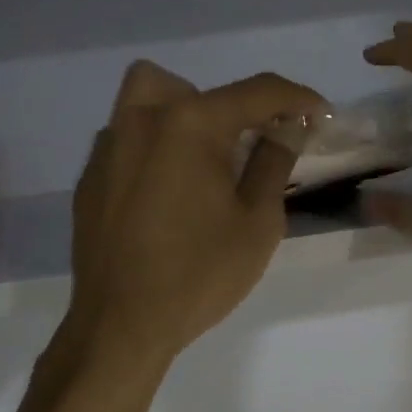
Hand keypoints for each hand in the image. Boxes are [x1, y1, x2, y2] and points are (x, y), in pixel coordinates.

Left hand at [61, 60, 323, 370]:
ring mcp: (108, 147)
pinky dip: (154, 148)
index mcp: (190, 124)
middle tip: (246, 148)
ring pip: (145, 100)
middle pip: (190, 86)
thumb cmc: (198, 275)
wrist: (120, 326)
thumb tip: (287, 129)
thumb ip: (274, 163)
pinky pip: (126, 138)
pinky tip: (165, 195)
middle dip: (228, 106)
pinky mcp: (90, 176)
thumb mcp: (257, 222)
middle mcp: (142, 120)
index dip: (297, 98)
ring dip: (182, 116)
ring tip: (201, 165)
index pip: (256, 92)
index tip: (321, 114)